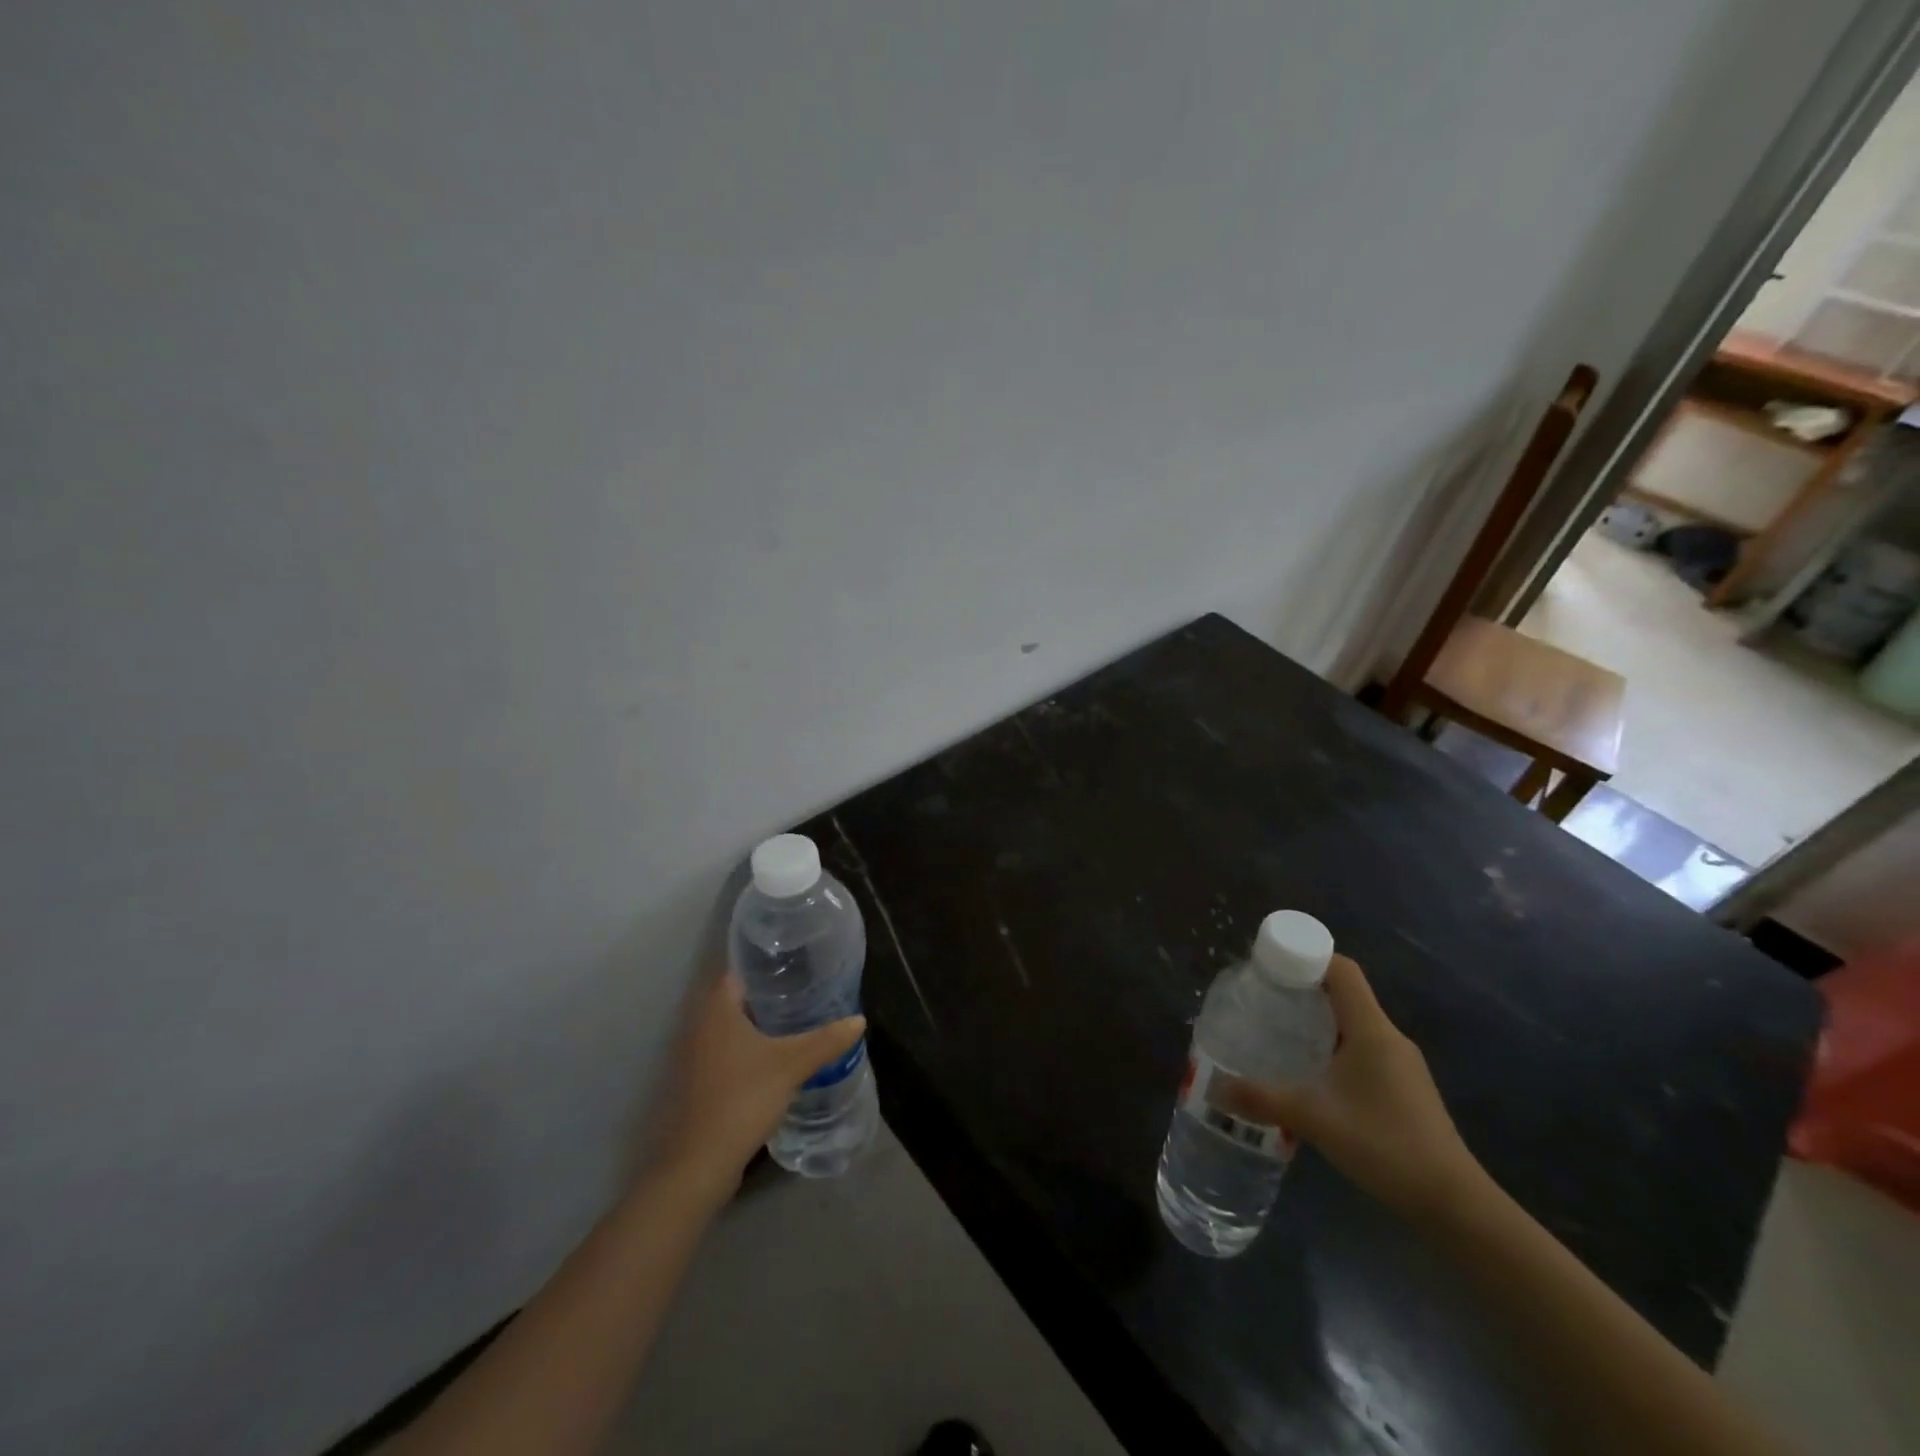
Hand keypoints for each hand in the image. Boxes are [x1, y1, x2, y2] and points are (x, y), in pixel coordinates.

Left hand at [650, 973, 865, 1195]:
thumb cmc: (742, 1098)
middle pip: (736, 998)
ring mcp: (696, 1057)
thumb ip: (826, 1040)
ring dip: (759, 1023)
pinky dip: (750, 1048)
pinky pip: (728, 1051)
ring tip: (798, 1019)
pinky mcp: (700, 1083)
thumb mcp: (792, 1065)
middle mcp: (700, 1027)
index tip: (796, 962)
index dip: (766, 964)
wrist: (700, 1164)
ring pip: (732, 1028)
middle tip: (805, 989)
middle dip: (768, 994)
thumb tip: (858, 1020)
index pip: (739, 971)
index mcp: (716, 1011)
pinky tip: (777, 1056)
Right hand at [1217, 956, 1484, 1220]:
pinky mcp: (1404, 1089)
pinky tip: (1311, 1079)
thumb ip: (1261, 1099)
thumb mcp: (1313, 1118)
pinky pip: (1362, 1052)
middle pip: (1344, 995)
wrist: (1453, 1204)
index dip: (1307, 957)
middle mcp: (1388, 1038)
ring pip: (1352, 1026)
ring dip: (1317, 1024)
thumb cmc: (1384, 1144)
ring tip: (1278, 1037)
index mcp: (1371, 1029)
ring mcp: (1400, 1065)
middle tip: (1262, 1001)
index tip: (1270, 965)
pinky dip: (1333, 1051)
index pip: (1342, 970)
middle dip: (1302, 992)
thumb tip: (1215, 1088)